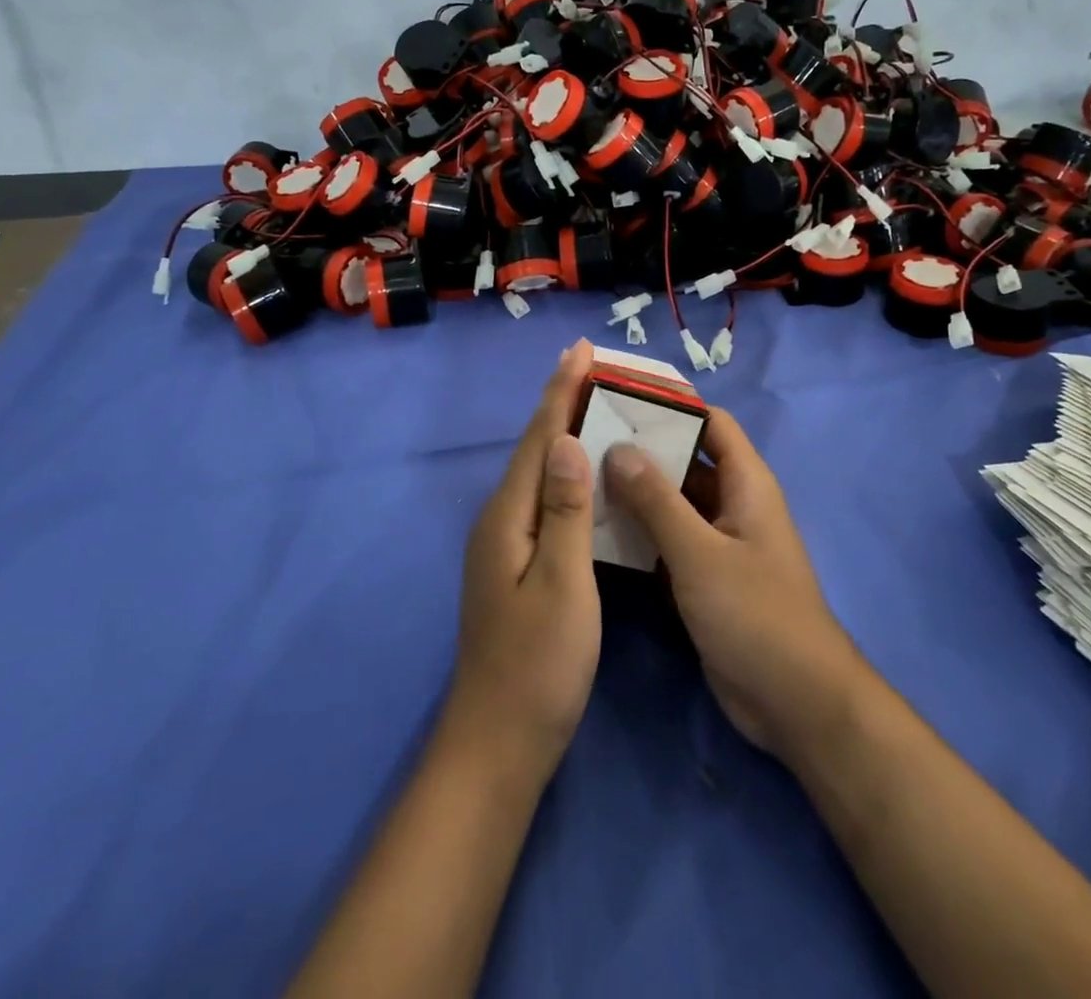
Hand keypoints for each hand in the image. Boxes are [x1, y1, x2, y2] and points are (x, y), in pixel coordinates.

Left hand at [447, 340, 599, 782]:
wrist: (499, 741)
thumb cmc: (539, 664)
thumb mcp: (563, 583)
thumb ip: (565, 509)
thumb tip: (565, 440)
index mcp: (508, 516)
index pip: (538, 437)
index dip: (560, 390)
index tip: (581, 349)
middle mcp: (500, 519)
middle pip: (533, 447)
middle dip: (559, 402)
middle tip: (590, 365)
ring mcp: (504, 544)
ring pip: (536, 471)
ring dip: (561, 432)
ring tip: (591, 404)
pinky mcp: (516, 564)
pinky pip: (543, 497)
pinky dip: (563, 470)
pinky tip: (581, 472)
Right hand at [604, 409, 863, 761]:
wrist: (795, 702)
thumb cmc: (755, 614)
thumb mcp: (700, 553)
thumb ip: (657, 501)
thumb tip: (618, 447)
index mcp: (746, 483)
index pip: (711, 422)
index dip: (673, 404)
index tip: (621, 397)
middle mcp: (732, 503)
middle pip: (686, 459)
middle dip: (643, 448)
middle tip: (587, 436)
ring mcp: (718, 542)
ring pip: (673, 501)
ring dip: (636, 491)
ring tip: (581, 474)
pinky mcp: (705, 576)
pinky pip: (669, 539)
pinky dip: (640, 531)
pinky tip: (597, 527)